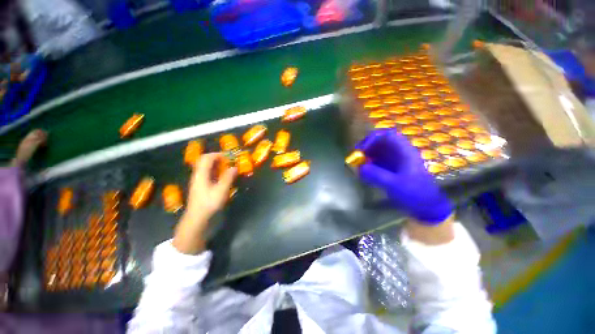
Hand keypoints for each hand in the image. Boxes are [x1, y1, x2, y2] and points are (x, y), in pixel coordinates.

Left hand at [173, 153, 236, 253]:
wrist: (197, 218)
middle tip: (228, 161)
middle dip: (217, 158)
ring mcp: (198, 181)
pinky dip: (215, 171)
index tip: (229, 156)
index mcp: (201, 174)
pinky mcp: (200, 186)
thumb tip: (234, 167)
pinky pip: (207, 173)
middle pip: (205, 161)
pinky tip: (222, 177)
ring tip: (227, 167)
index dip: (218, 154)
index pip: (207, 158)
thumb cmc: (209, 204)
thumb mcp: (221, 190)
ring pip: (206, 167)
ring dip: (216, 165)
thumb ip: (228, 178)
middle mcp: (198, 175)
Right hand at [356, 130, 452, 224]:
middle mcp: (398, 153)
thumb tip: (360, 168)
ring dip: (366, 155)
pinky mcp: (390, 168)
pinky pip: (377, 161)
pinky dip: (368, 164)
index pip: (388, 135)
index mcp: (404, 151)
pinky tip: (363, 171)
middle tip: (357, 155)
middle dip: (366, 146)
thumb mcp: (395, 184)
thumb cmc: (414, 193)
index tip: (363, 149)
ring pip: (377, 151)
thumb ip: (377, 175)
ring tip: (358, 163)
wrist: (425, 205)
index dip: (373, 138)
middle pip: (380, 141)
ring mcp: (394, 160)